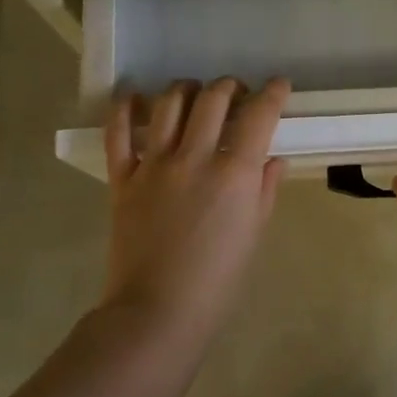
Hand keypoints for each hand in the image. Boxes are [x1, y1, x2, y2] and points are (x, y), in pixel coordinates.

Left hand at [100, 78, 290, 347]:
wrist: (157, 312)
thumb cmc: (217, 280)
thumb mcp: (254, 233)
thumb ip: (265, 189)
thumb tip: (273, 158)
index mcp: (235, 173)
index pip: (259, 114)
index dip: (273, 92)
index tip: (278, 85)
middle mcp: (195, 157)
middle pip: (214, 98)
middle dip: (231, 86)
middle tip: (237, 94)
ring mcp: (155, 165)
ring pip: (170, 103)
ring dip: (187, 89)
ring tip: (194, 94)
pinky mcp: (123, 178)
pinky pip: (118, 133)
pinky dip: (125, 108)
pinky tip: (134, 97)